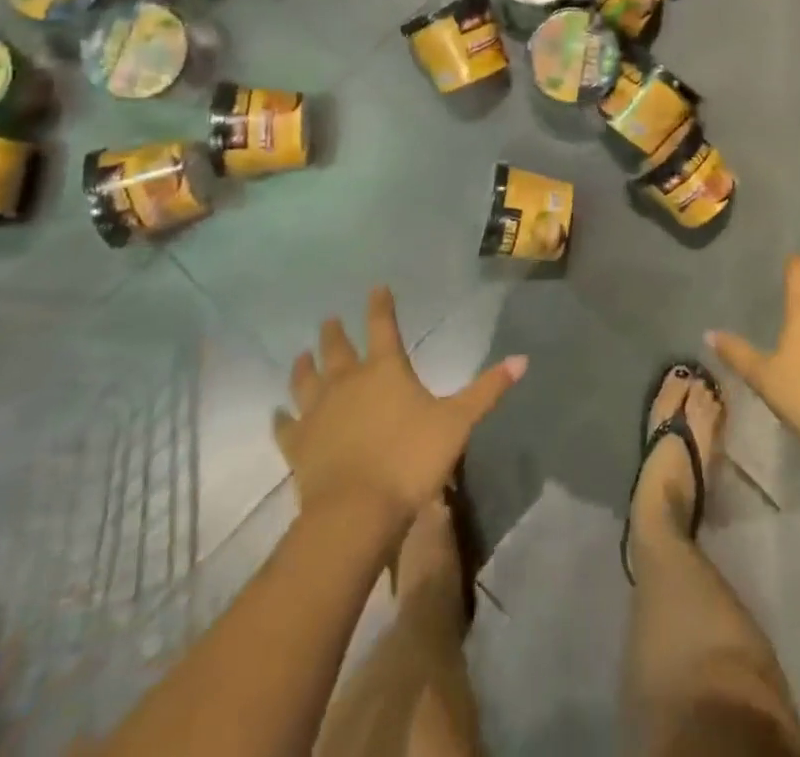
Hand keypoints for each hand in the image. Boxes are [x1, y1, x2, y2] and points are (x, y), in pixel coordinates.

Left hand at [274, 286, 527, 525]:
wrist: (356, 512)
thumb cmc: (411, 459)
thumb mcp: (458, 422)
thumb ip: (488, 390)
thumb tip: (523, 359)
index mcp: (385, 369)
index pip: (383, 326)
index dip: (380, 305)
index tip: (376, 287)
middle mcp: (348, 381)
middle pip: (338, 348)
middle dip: (335, 331)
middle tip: (329, 319)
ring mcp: (318, 412)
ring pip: (306, 380)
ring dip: (305, 365)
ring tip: (302, 354)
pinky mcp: (297, 445)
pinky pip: (285, 426)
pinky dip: (280, 418)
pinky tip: (276, 413)